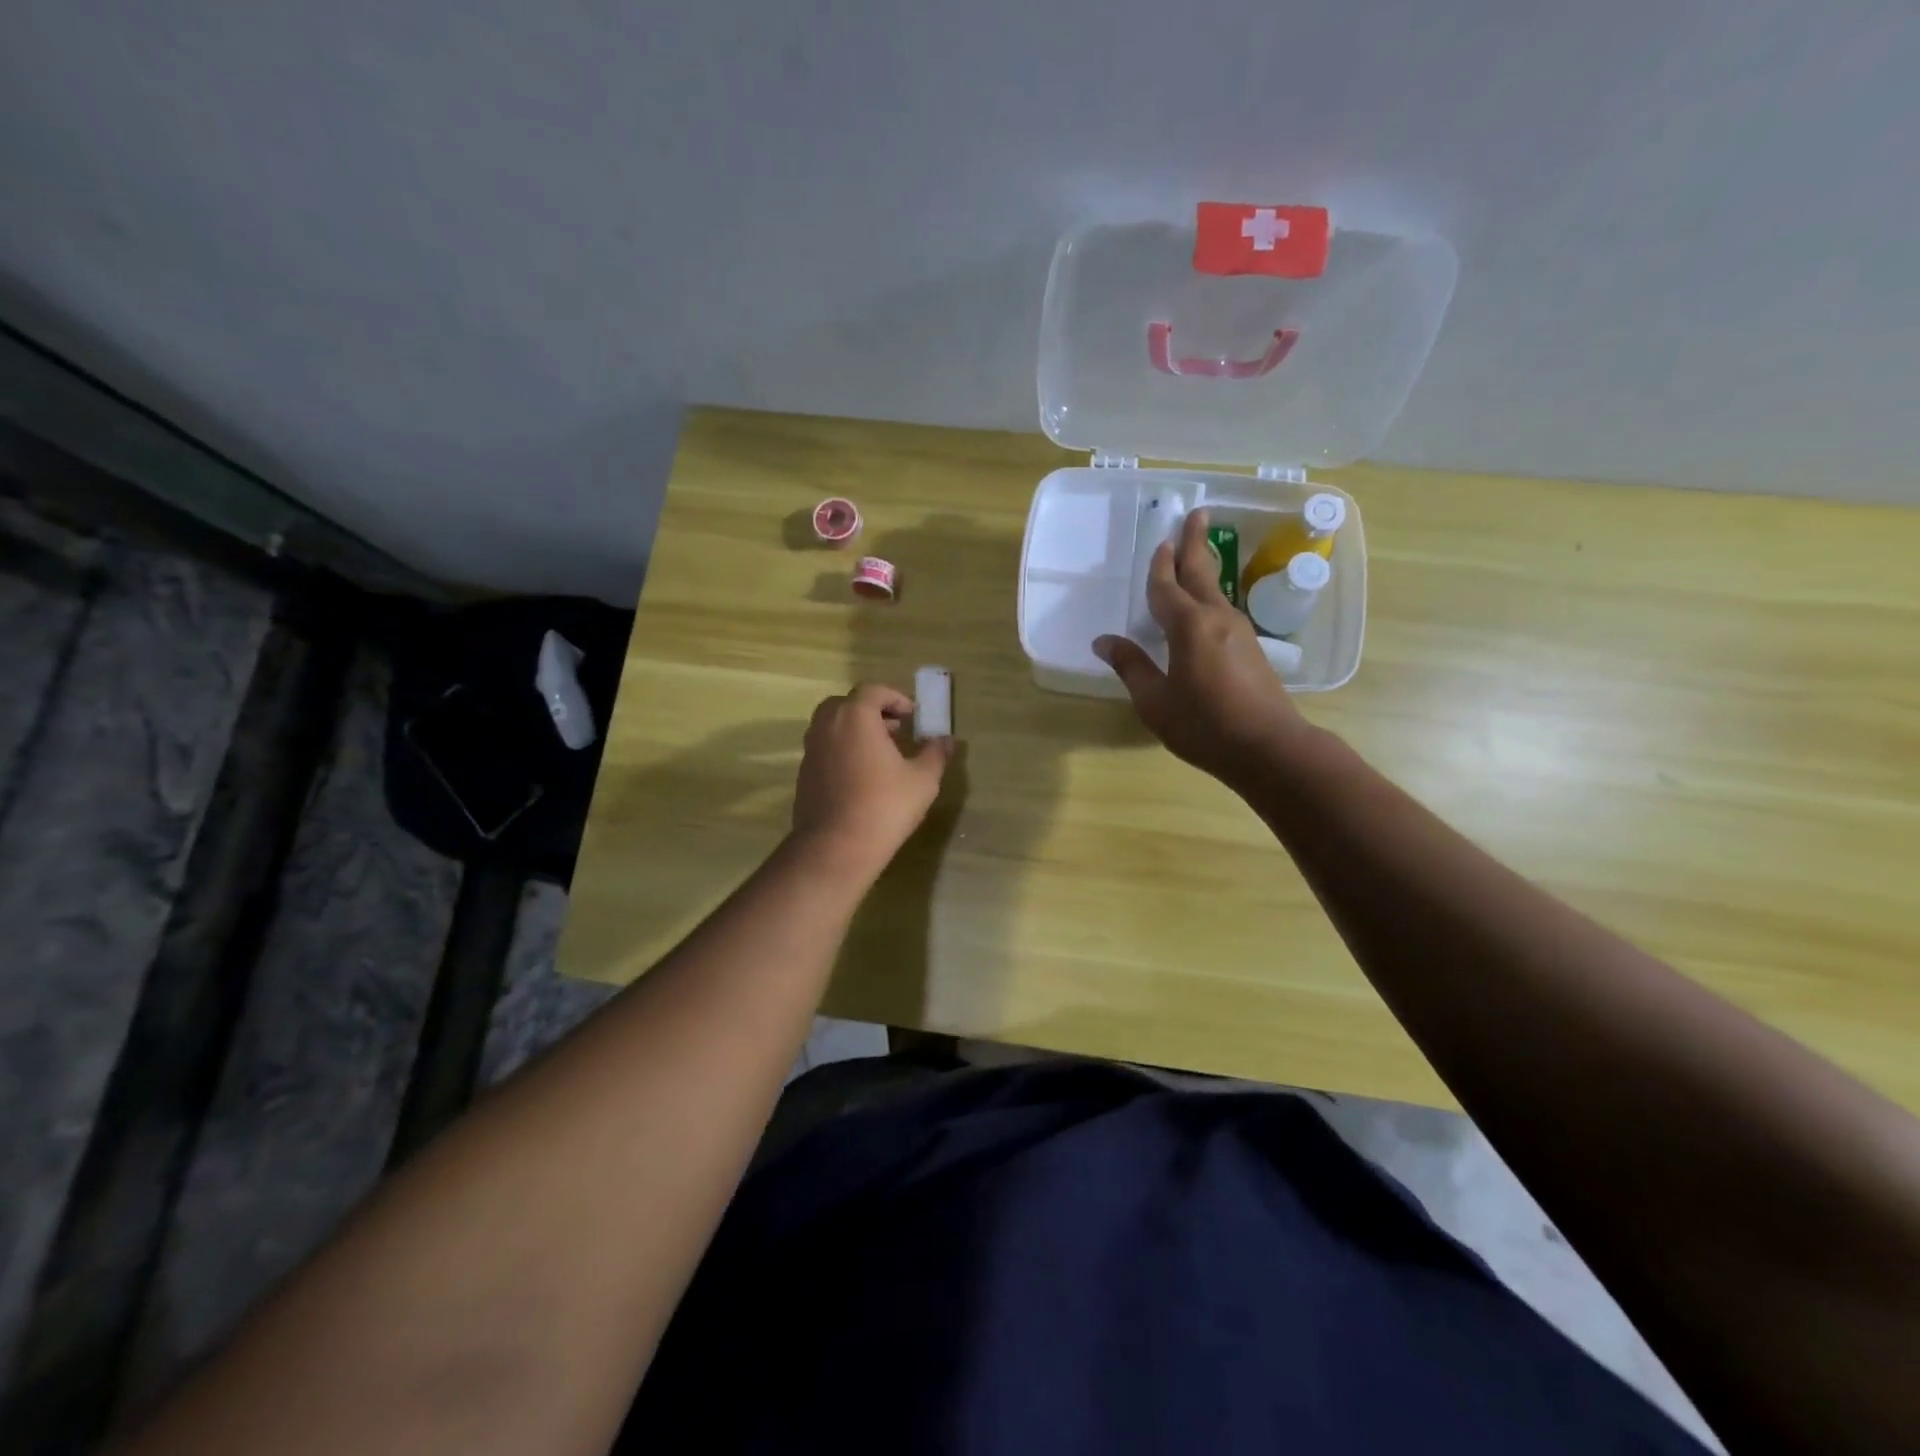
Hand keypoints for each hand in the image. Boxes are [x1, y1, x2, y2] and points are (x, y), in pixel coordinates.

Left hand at [791, 684, 953, 874]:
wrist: (836, 847)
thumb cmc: (884, 805)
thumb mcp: (922, 779)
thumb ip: (935, 753)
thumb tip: (946, 739)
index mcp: (854, 716)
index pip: (873, 691)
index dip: (895, 698)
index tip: (912, 716)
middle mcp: (827, 725)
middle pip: (847, 704)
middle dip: (872, 712)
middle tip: (895, 730)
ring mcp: (810, 750)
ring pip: (833, 727)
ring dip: (856, 731)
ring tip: (880, 753)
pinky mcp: (803, 774)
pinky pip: (825, 749)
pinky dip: (843, 750)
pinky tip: (861, 776)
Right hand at [1094, 508, 1313, 788]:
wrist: (1269, 747)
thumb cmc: (1204, 725)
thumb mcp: (1155, 701)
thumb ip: (1131, 666)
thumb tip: (1103, 641)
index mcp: (1188, 626)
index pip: (1166, 587)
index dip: (1159, 565)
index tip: (1159, 541)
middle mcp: (1216, 618)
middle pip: (1202, 571)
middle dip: (1195, 542)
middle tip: (1196, 513)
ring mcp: (1239, 631)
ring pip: (1216, 588)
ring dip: (1204, 566)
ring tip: (1197, 552)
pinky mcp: (1251, 647)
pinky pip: (1224, 608)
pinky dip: (1210, 594)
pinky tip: (1206, 604)